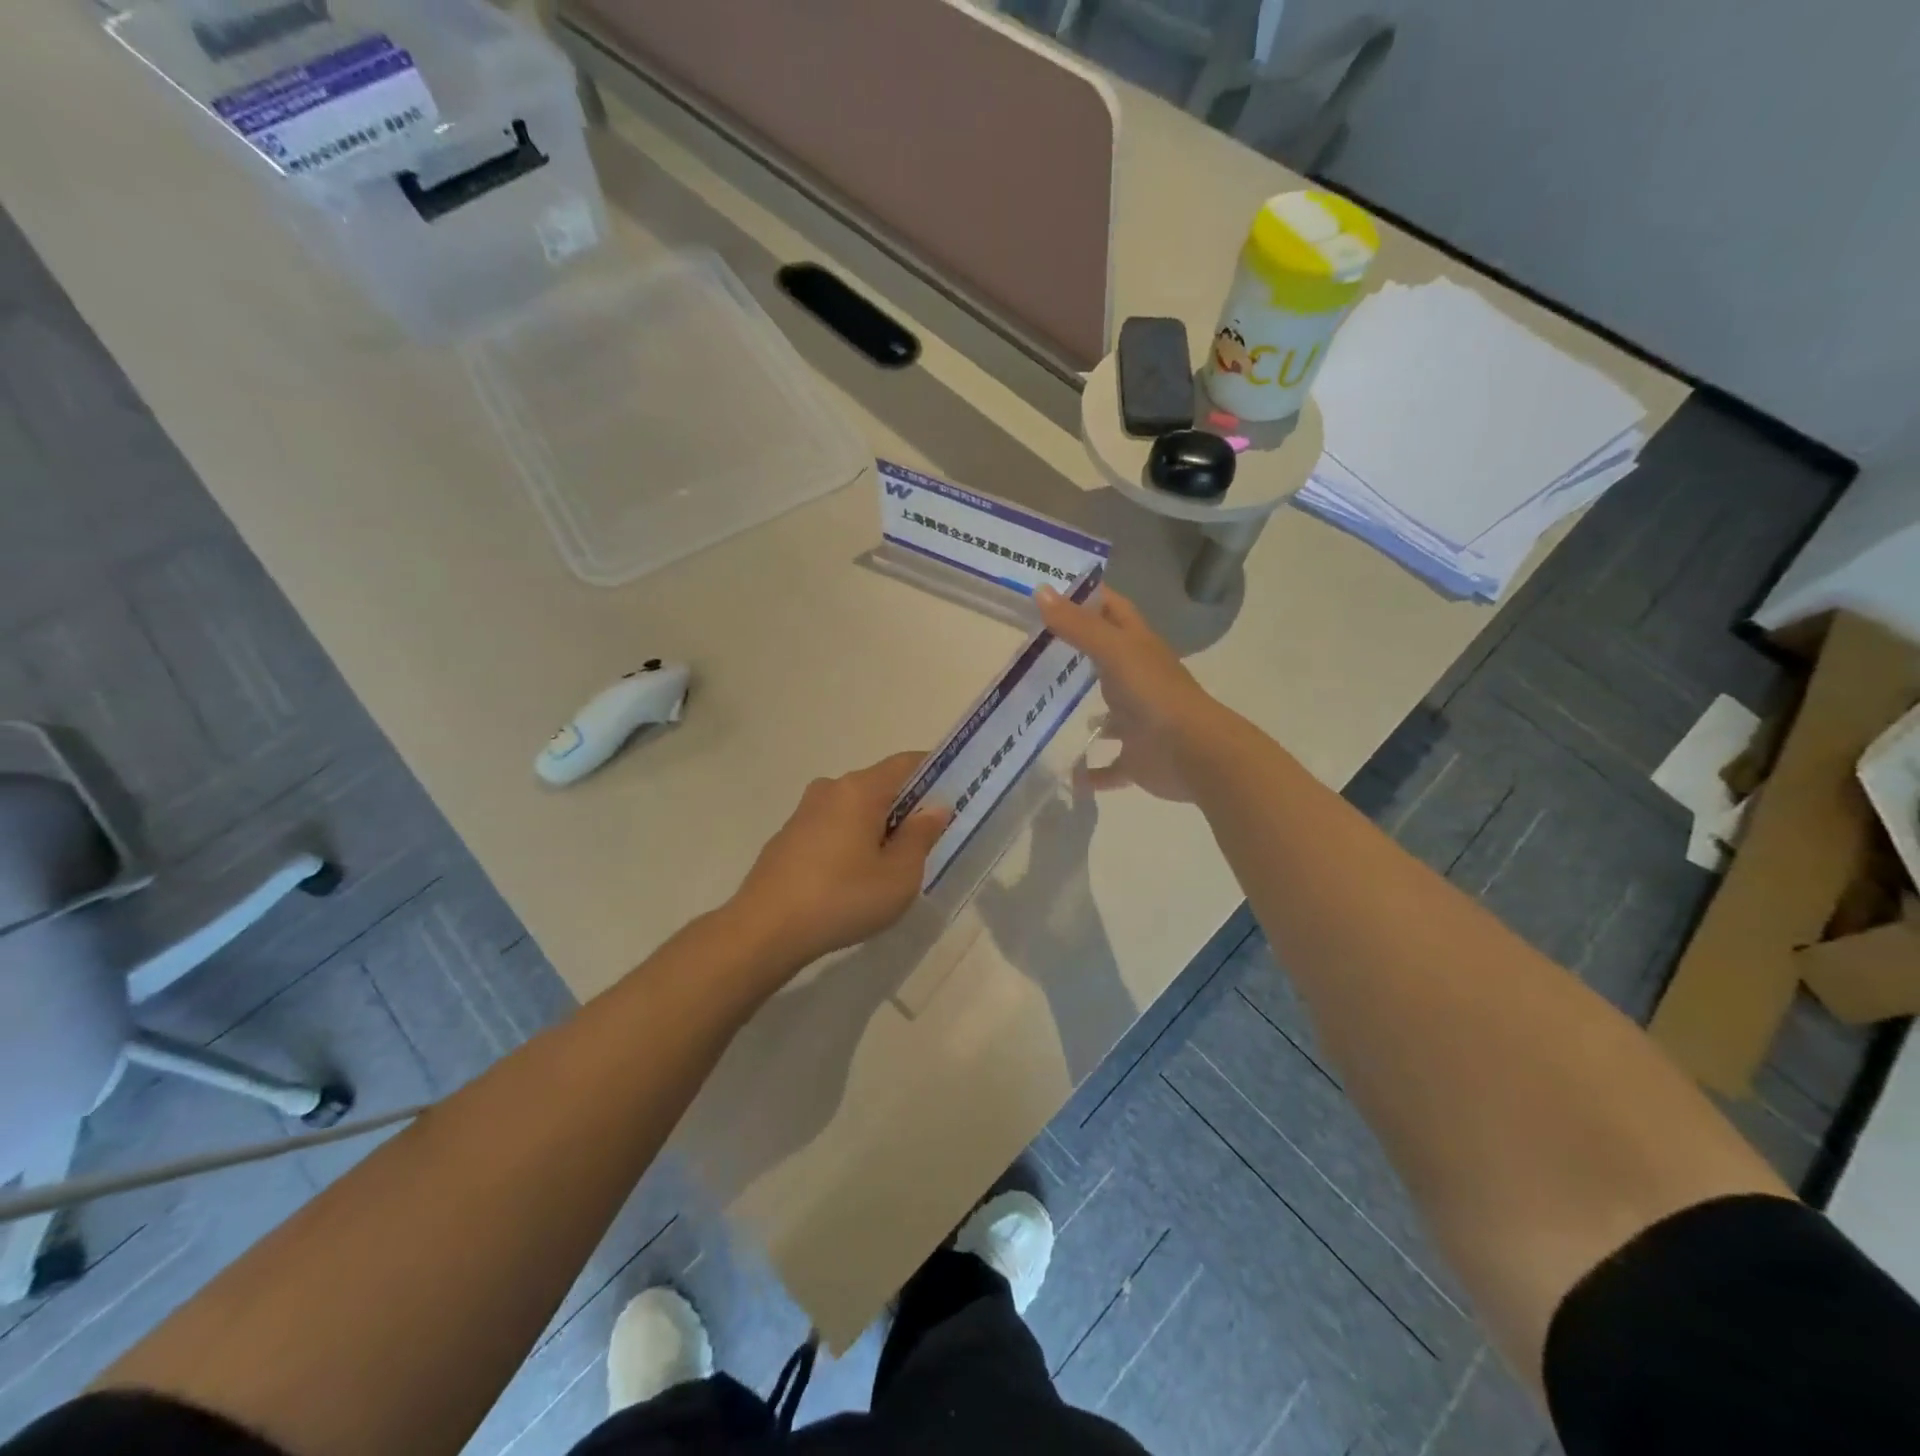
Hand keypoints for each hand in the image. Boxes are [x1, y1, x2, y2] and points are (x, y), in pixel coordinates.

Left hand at [731, 751, 951, 968]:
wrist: (764, 930)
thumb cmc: (842, 898)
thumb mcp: (899, 875)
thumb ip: (921, 836)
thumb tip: (935, 808)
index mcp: (860, 789)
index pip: (907, 763)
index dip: (936, 774)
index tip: (956, 797)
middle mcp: (830, 789)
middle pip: (881, 786)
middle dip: (908, 808)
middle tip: (928, 843)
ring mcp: (804, 812)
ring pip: (855, 809)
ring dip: (878, 828)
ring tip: (890, 868)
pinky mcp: (788, 837)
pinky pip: (833, 828)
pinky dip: (851, 842)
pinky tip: (852, 880)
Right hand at [1037, 585, 1227, 801]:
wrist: (1192, 753)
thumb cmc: (1154, 693)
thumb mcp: (1113, 651)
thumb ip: (1078, 625)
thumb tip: (1040, 590)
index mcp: (1138, 648)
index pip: (1114, 611)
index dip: (1090, 597)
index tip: (1053, 590)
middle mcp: (1139, 680)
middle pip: (1108, 660)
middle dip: (1077, 655)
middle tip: (1034, 650)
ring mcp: (1139, 721)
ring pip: (1110, 715)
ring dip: (1088, 715)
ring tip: (1047, 712)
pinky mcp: (1136, 758)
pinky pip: (1109, 766)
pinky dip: (1092, 772)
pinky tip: (1068, 774)